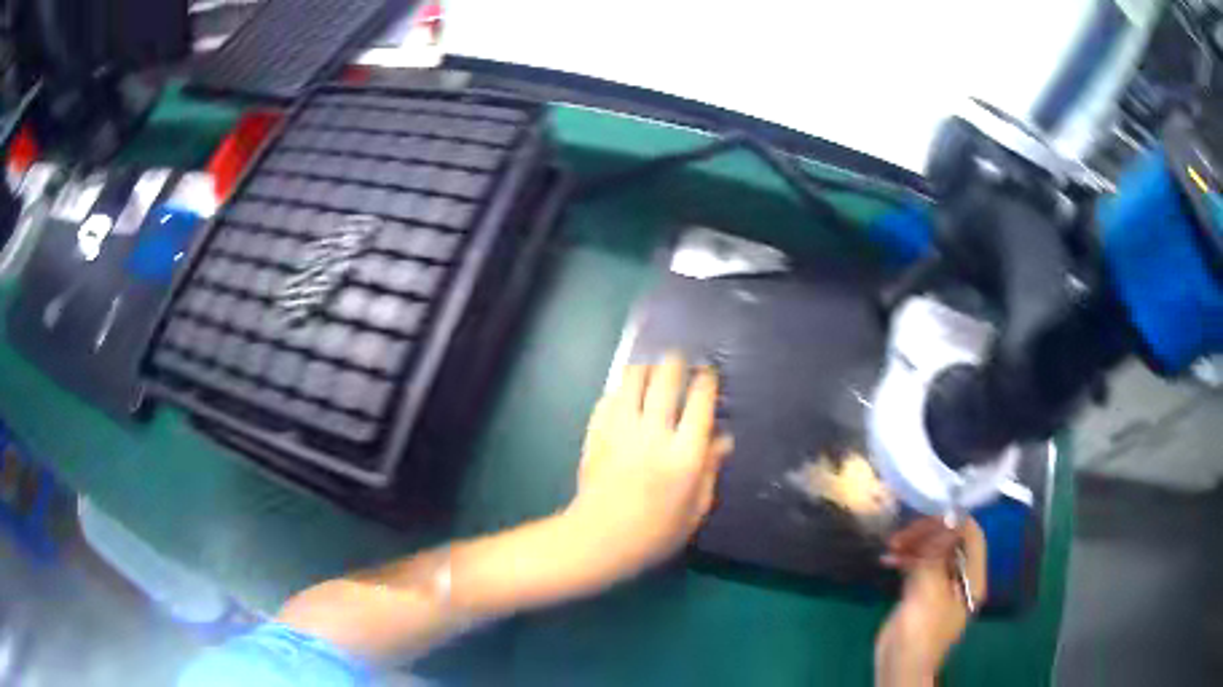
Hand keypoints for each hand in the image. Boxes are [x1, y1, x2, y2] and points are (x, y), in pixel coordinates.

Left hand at [567, 354, 732, 584]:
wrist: (598, 539)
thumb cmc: (654, 533)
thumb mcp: (695, 510)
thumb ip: (711, 470)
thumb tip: (724, 438)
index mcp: (683, 455)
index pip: (699, 401)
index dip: (706, 380)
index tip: (709, 373)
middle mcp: (653, 434)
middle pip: (665, 378)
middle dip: (676, 363)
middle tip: (681, 362)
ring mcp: (620, 429)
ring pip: (632, 377)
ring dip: (646, 369)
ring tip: (652, 372)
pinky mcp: (595, 432)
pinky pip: (609, 396)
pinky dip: (620, 390)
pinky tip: (626, 396)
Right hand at [875, 517, 986, 684]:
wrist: (899, 666)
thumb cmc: (921, 631)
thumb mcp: (930, 591)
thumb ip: (937, 555)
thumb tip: (947, 519)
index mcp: (972, 578)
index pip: (972, 537)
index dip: (953, 522)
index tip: (928, 516)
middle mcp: (960, 577)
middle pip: (951, 542)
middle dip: (928, 534)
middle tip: (902, 534)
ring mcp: (940, 586)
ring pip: (932, 553)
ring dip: (913, 545)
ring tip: (891, 545)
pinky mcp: (921, 593)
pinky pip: (918, 567)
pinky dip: (905, 560)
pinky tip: (887, 560)